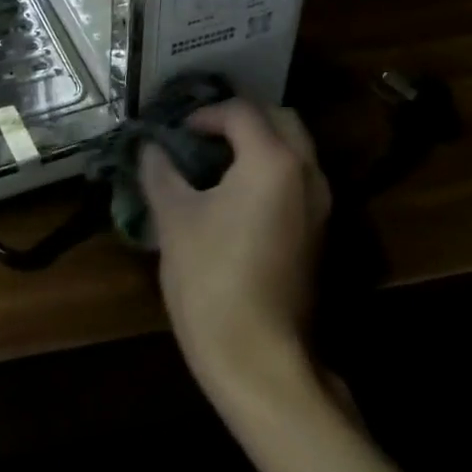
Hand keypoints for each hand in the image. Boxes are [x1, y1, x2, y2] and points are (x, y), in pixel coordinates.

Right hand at [141, 100, 328, 401]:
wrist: (260, 361)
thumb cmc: (212, 280)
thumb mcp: (174, 218)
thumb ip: (160, 171)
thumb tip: (150, 147)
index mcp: (272, 161)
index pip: (241, 111)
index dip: (205, 114)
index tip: (176, 132)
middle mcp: (306, 173)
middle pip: (280, 120)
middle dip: (241, 119)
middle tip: (203, 136)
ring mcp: (321, 205)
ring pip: (295, 150)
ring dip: (260, 144)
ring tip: (216, 163)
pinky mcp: (321, 233)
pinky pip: (298, 179)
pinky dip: (272, 170)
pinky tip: (236, 196)